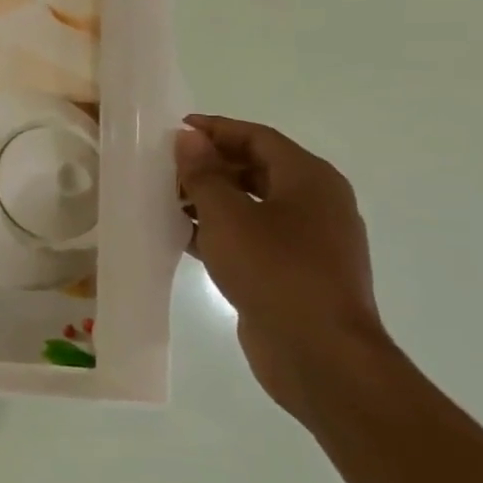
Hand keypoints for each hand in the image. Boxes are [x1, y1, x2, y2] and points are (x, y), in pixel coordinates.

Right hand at [175, 116, 393, 420]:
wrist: (319, 352)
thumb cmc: (274, 271)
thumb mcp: (228, 215)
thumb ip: (204, 173)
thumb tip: (189, 138)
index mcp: (310, 179)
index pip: (258, 137)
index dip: (215, 130)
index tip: (173, 131)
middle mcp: (316, 203)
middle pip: (257, 167)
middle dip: (209, 164)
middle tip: (163, 168)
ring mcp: (308, 239)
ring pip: (252, 203)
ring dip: (210, 198)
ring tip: (165, 201)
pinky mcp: (293, 269)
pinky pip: (251, 235)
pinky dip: (219, 229)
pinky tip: (182, 236)